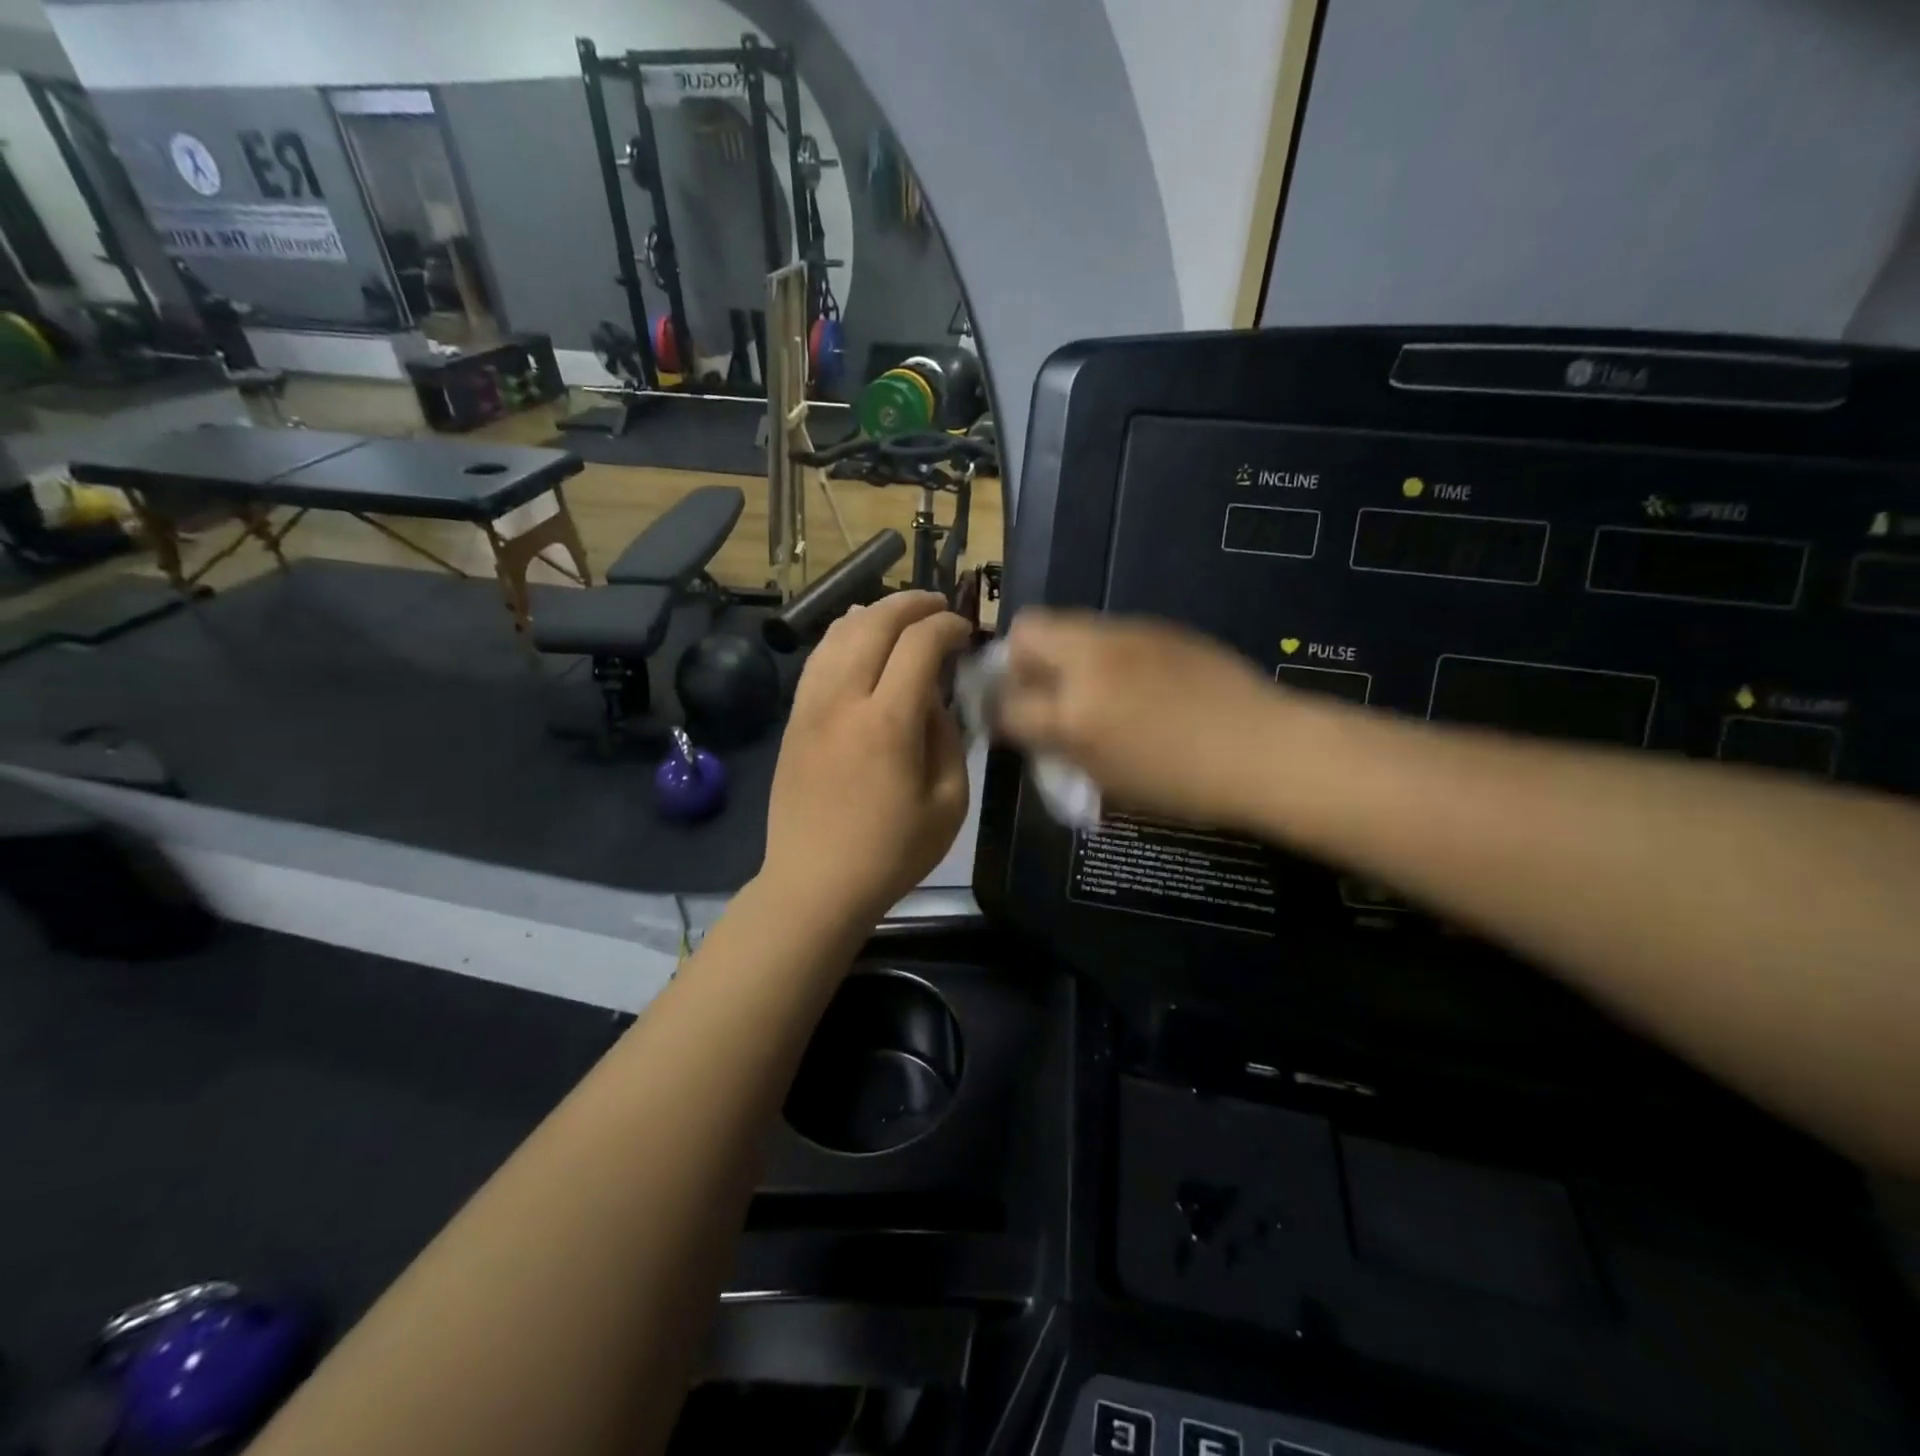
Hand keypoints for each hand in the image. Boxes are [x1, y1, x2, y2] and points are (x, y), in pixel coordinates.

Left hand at [760, 591, 971, 925]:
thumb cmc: (891, 853)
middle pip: (874, 623)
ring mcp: (810, 706)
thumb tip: (935, 701)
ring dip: (874, 613)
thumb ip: (948, 739)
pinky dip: (842, 637)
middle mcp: (843, 700)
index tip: (965, 632)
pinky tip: (858, 639)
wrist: (814, 884)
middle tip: (938, 607)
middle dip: (911, 604)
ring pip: (839, 633)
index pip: (918, 644)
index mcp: (888, 723)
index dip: (946, 627)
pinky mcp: (793, 719)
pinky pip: (818, 659)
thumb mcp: (948, 804)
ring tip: (900, 616)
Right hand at [995, 610, 1287, 829]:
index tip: (1008, 722)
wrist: (1264, 750)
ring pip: (1070, 624)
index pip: (1007, 703)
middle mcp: (1092, 660)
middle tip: (1040, 689)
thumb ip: (1061, 748)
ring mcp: (1128, 635)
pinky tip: (1133, 681)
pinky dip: (1102, 652)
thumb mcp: (1109, 780)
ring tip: (1088, 685)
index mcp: (1076, 713)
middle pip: (1027, 630)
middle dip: (1020, 658)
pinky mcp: (1159, 626)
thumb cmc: (1186, 785)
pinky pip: (1110, 632)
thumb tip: (1035, 728)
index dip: (998, 713)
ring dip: (1062, 651)